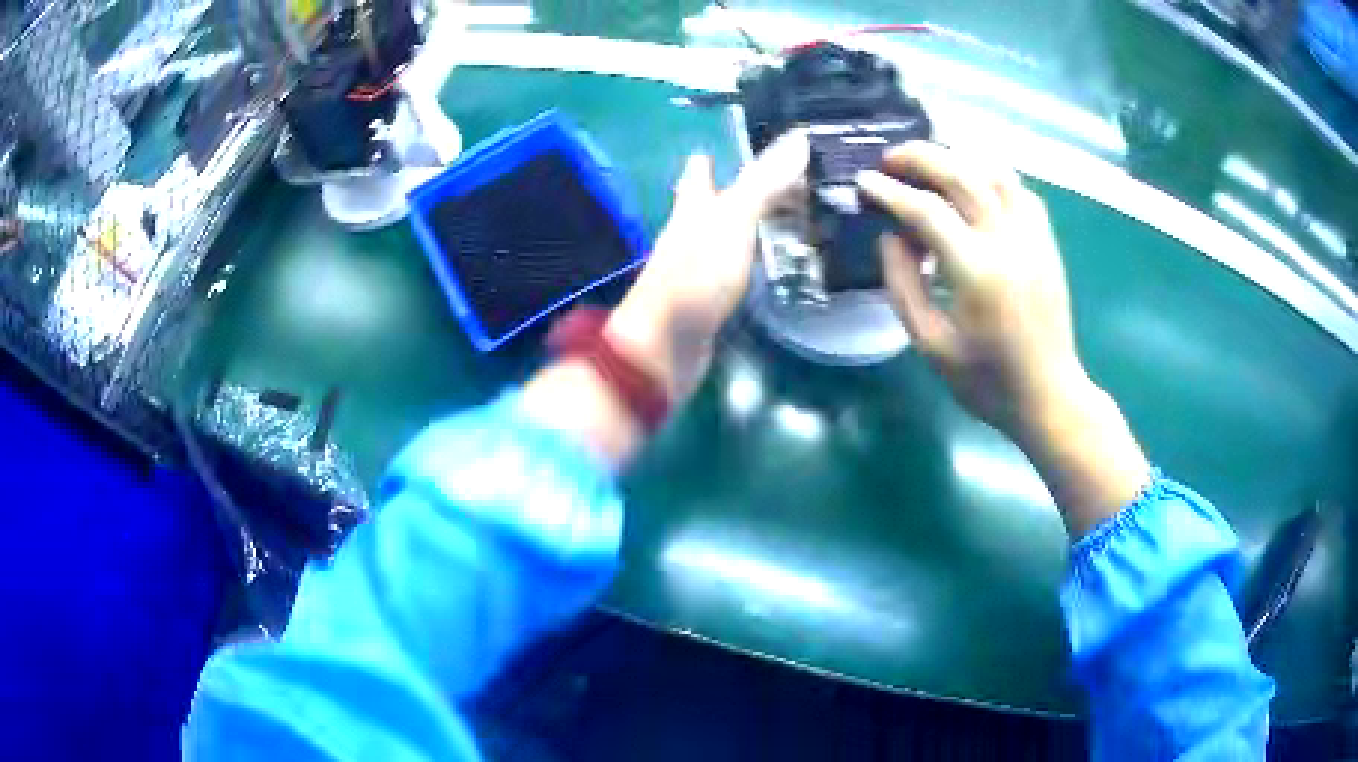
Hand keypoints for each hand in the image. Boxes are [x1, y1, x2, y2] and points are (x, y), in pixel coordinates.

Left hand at [606, 132, 809, 400]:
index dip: (710, 157)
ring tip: (782, 216)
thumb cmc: (696, 276)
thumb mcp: (735, 221)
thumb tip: (799, 138)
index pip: (699, 173)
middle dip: (731, 190)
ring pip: (723, 239)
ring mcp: (697, 271)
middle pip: (709, 205)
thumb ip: (765, 183)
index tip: (730, 146)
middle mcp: (689, 235)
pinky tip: (767, 266)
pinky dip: (750, 263)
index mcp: (691, 210)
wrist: (666, 346)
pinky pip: (733, 272)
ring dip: (745, 227)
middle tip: (774, 181)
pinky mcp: (708, 302)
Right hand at [855, 142, 1083, 436]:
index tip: (863, 182)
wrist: (1048, 396)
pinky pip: (1019, 190)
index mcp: (976, 272)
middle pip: (962, 174)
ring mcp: (1033, 237)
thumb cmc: (987, 381)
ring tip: (929, 164)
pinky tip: (973, 185)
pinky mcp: (1047, 242)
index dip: (889, 191)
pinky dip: (990, 176)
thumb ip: (903, 285)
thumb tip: (889, 236)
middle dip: (920, 157)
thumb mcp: (930, 344)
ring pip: (995, 172)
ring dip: (957, 158)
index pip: (926, 211)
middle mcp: (1008, 242)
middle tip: (890, 158)